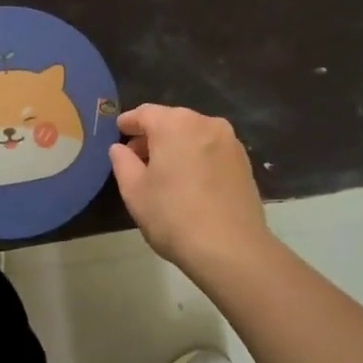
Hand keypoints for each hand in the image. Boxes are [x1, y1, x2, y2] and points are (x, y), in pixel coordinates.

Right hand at [109, 104, 269, 275]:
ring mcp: (230, 141)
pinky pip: (212, 150)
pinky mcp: (244, 162)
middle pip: (171, 121)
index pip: (144, 113)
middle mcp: (205, 123)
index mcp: (175, 123)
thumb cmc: (173, 215)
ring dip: (176, 146)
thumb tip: (120, 148)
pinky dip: (197, 157)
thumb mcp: (134, 190)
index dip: (128, 122)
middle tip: (136, 158)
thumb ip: (122, 162)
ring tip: (163, 172)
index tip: (118, 132)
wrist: (231, 249)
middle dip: (152, 136)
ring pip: (194, 135)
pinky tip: (189, 181)